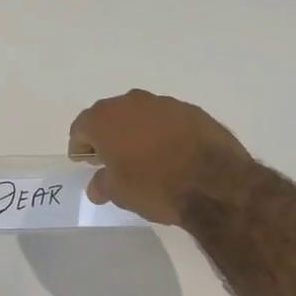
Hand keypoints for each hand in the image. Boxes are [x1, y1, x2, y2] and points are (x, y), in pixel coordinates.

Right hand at [68, 90, 256, 225]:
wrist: (215, 183)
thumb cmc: (155, 186)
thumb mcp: (120, 193)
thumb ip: (102, 184)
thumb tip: (97, 185)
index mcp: (105, 119)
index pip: (81, 128)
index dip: (80, 146)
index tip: (85, 162)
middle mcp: (131, 103)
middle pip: (109, 116)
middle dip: (107, 135)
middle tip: (111, 158)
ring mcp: (164, 103)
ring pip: (140, 114)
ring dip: (136, 131)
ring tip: (144, 156)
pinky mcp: (192, 110)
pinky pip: (167, 119)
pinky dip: (163, 132)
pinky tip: (171, 153)